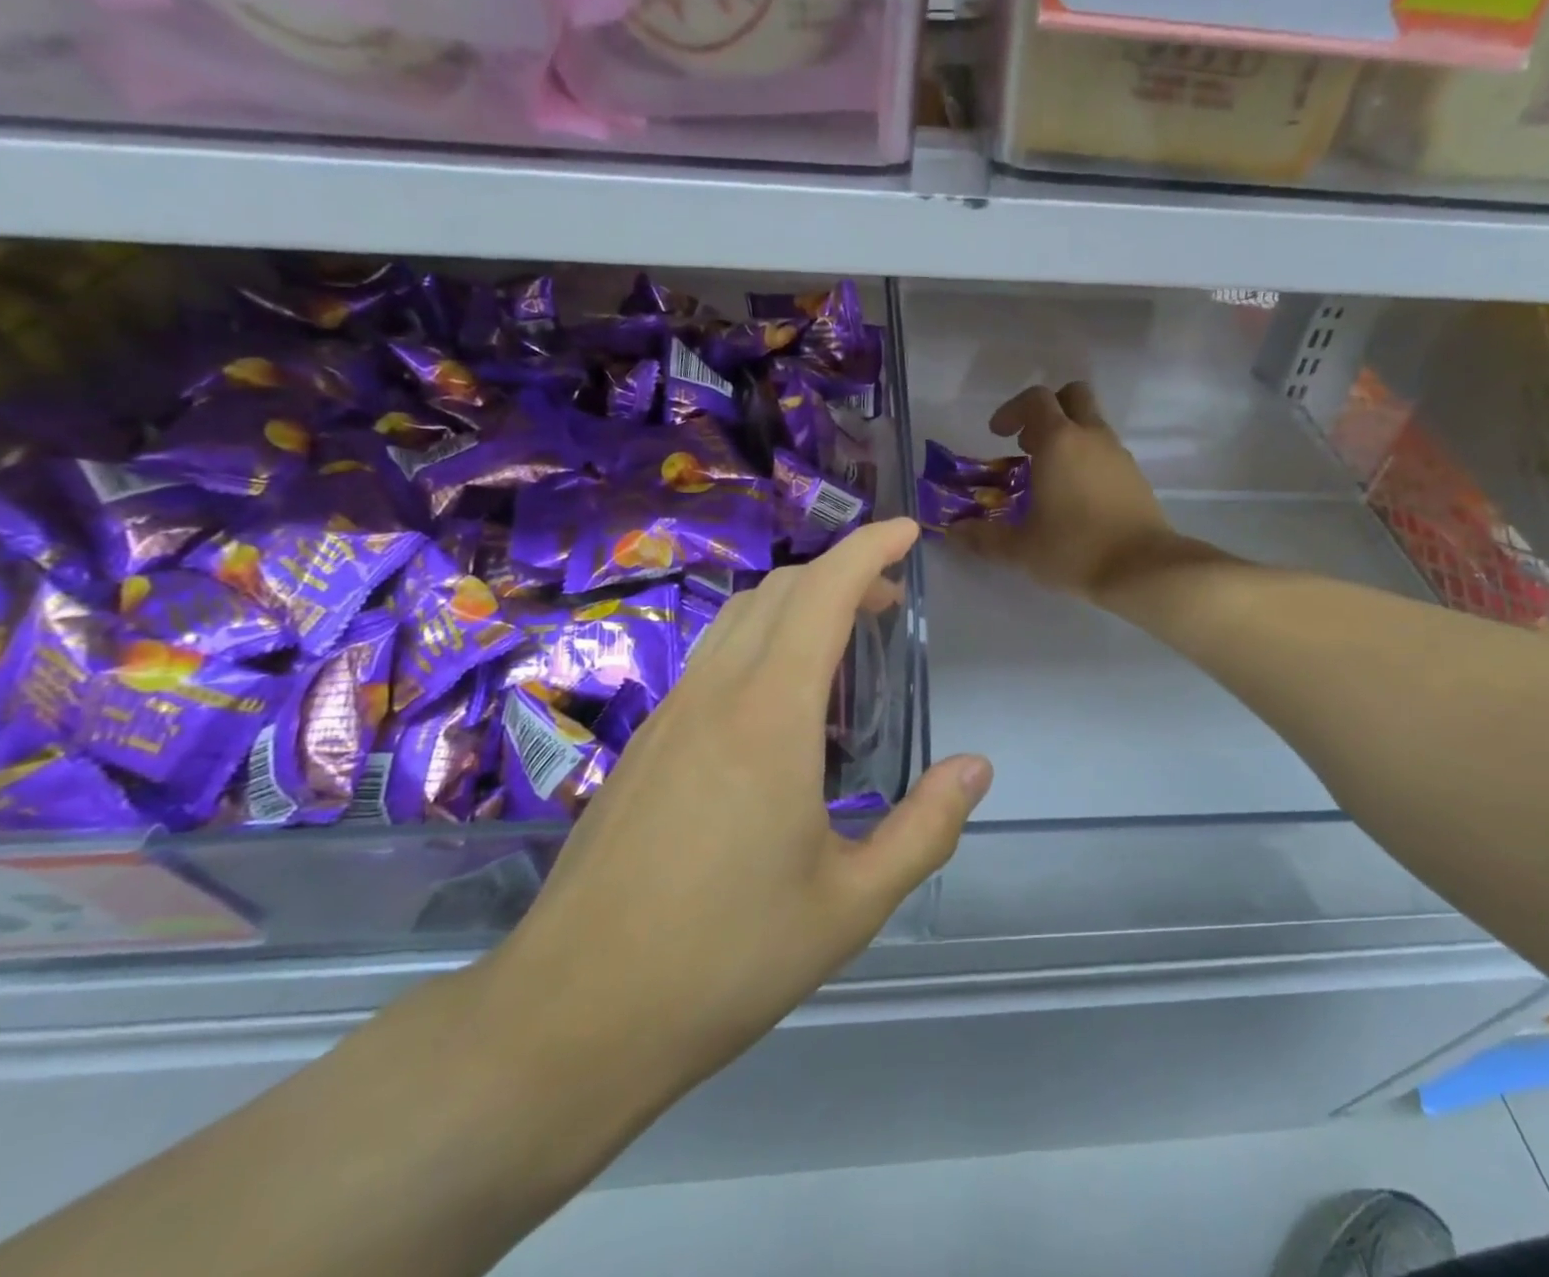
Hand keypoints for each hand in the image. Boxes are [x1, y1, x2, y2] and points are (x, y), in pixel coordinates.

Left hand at [492, 519, 991, 1098]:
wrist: (572, 1017)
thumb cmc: (726, 960)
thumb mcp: (851, 905)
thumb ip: (925, 829)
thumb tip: (976, 767)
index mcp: (770, 717)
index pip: (822, 594)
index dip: (868, 550)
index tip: (907, 532)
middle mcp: (715, 696)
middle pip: (779, 593)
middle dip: (840, 573)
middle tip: (888, 600)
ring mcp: (670, 716)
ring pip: (738, 619)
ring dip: (796, 603)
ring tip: (843, 638)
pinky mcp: (645, 745)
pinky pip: (711, 658)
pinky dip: (761, 641)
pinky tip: (782, 701)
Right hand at [954, 383, 1173, 600]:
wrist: (1143, 569)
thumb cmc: (1074, 549)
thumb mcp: (1020, 548)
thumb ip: (984, 536)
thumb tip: (954, 530)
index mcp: (1059, 441)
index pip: (1036, 399)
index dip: (1012, 410)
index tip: (998, 435)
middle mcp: (1091, 437)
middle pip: (1072, 395)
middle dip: (1047, 411)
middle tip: (1028, 444)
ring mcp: (1118, 454)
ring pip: (1092, 424)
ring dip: (1068, 437)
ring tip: (1048, 478)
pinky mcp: (1135, 475)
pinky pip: (1106, 451)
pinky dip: (1087, 459)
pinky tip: (1076, 498)